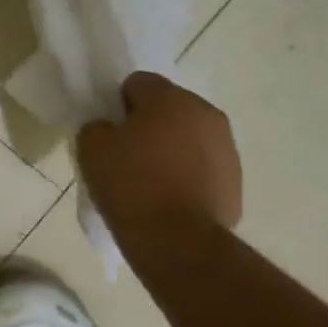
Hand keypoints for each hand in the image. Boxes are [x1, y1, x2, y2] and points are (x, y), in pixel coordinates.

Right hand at [77, 72, 241, 238]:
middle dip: (150, 125)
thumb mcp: (91, 150)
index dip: (119, 106)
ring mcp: (226, 147)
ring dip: (172, 150)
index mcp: (170, 98)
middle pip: (168, 108)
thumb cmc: (132, 187)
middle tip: (128, 158)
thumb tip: (108, 129)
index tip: (111, 134)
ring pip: (189, 137)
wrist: (179, 242)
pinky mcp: (236, 180)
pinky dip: (189, 176)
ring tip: (152, 183)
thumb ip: (96, 127)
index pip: (137, 84)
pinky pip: (204, 167)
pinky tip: (172, 201)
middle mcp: (205, 113)